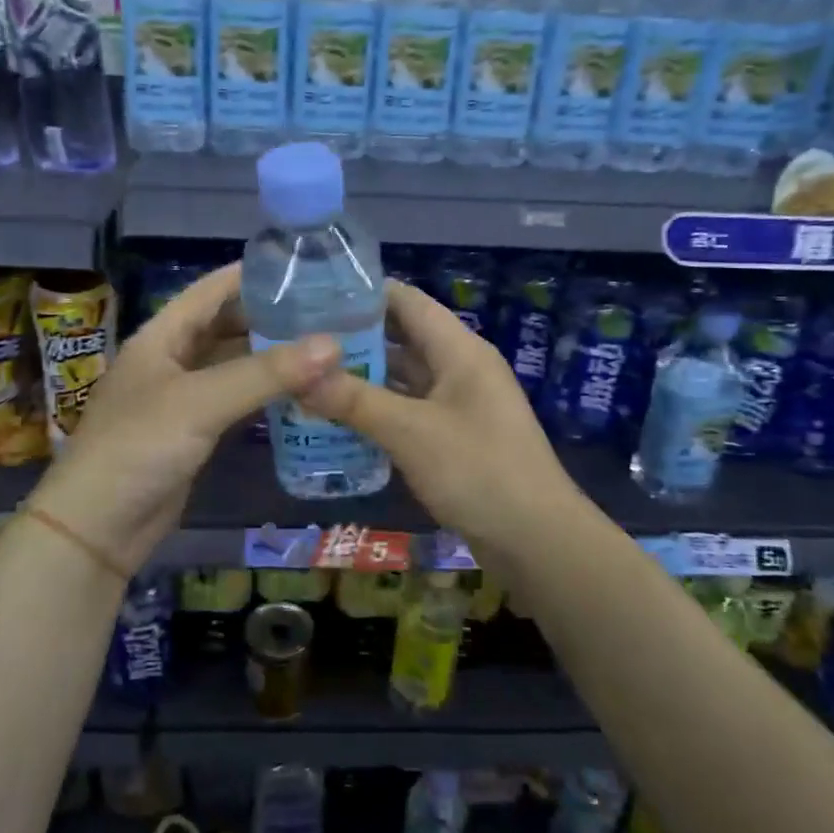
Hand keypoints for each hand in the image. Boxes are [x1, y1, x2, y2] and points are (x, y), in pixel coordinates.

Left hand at [26, 262, 339, 575]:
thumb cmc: (138, 448)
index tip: (303, 266)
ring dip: (271, 355)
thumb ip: (265, 373)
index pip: (211, 290)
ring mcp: (181, 397)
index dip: (252, 274)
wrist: (98, 527)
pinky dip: (264, 392)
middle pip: (225, 324)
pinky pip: (235, 399)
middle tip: (326, 309)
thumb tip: (333, 344)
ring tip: (323, 344)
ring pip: (233, 363)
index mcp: (161, 336)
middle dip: (270, 315)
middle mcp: (171, 359)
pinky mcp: (193, 431)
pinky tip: (299, 390)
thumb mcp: (201, 402)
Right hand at [297, 280, 576, 560]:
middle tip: (298, 341)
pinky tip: (338, 420)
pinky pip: (409, 411)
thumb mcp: (410, 431)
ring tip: (307, 377)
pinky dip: (378, 411)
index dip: (362, 293)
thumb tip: (297, 375)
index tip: (311, 296)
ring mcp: (459, 404)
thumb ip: (354, 400)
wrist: (536, 539)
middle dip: (354, 338)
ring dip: (362, 377)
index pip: (407, 301)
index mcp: (459, 349)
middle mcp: (460, 368)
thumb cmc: (478, 471)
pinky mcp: (454, 437)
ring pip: (403, 378)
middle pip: (402, 338)